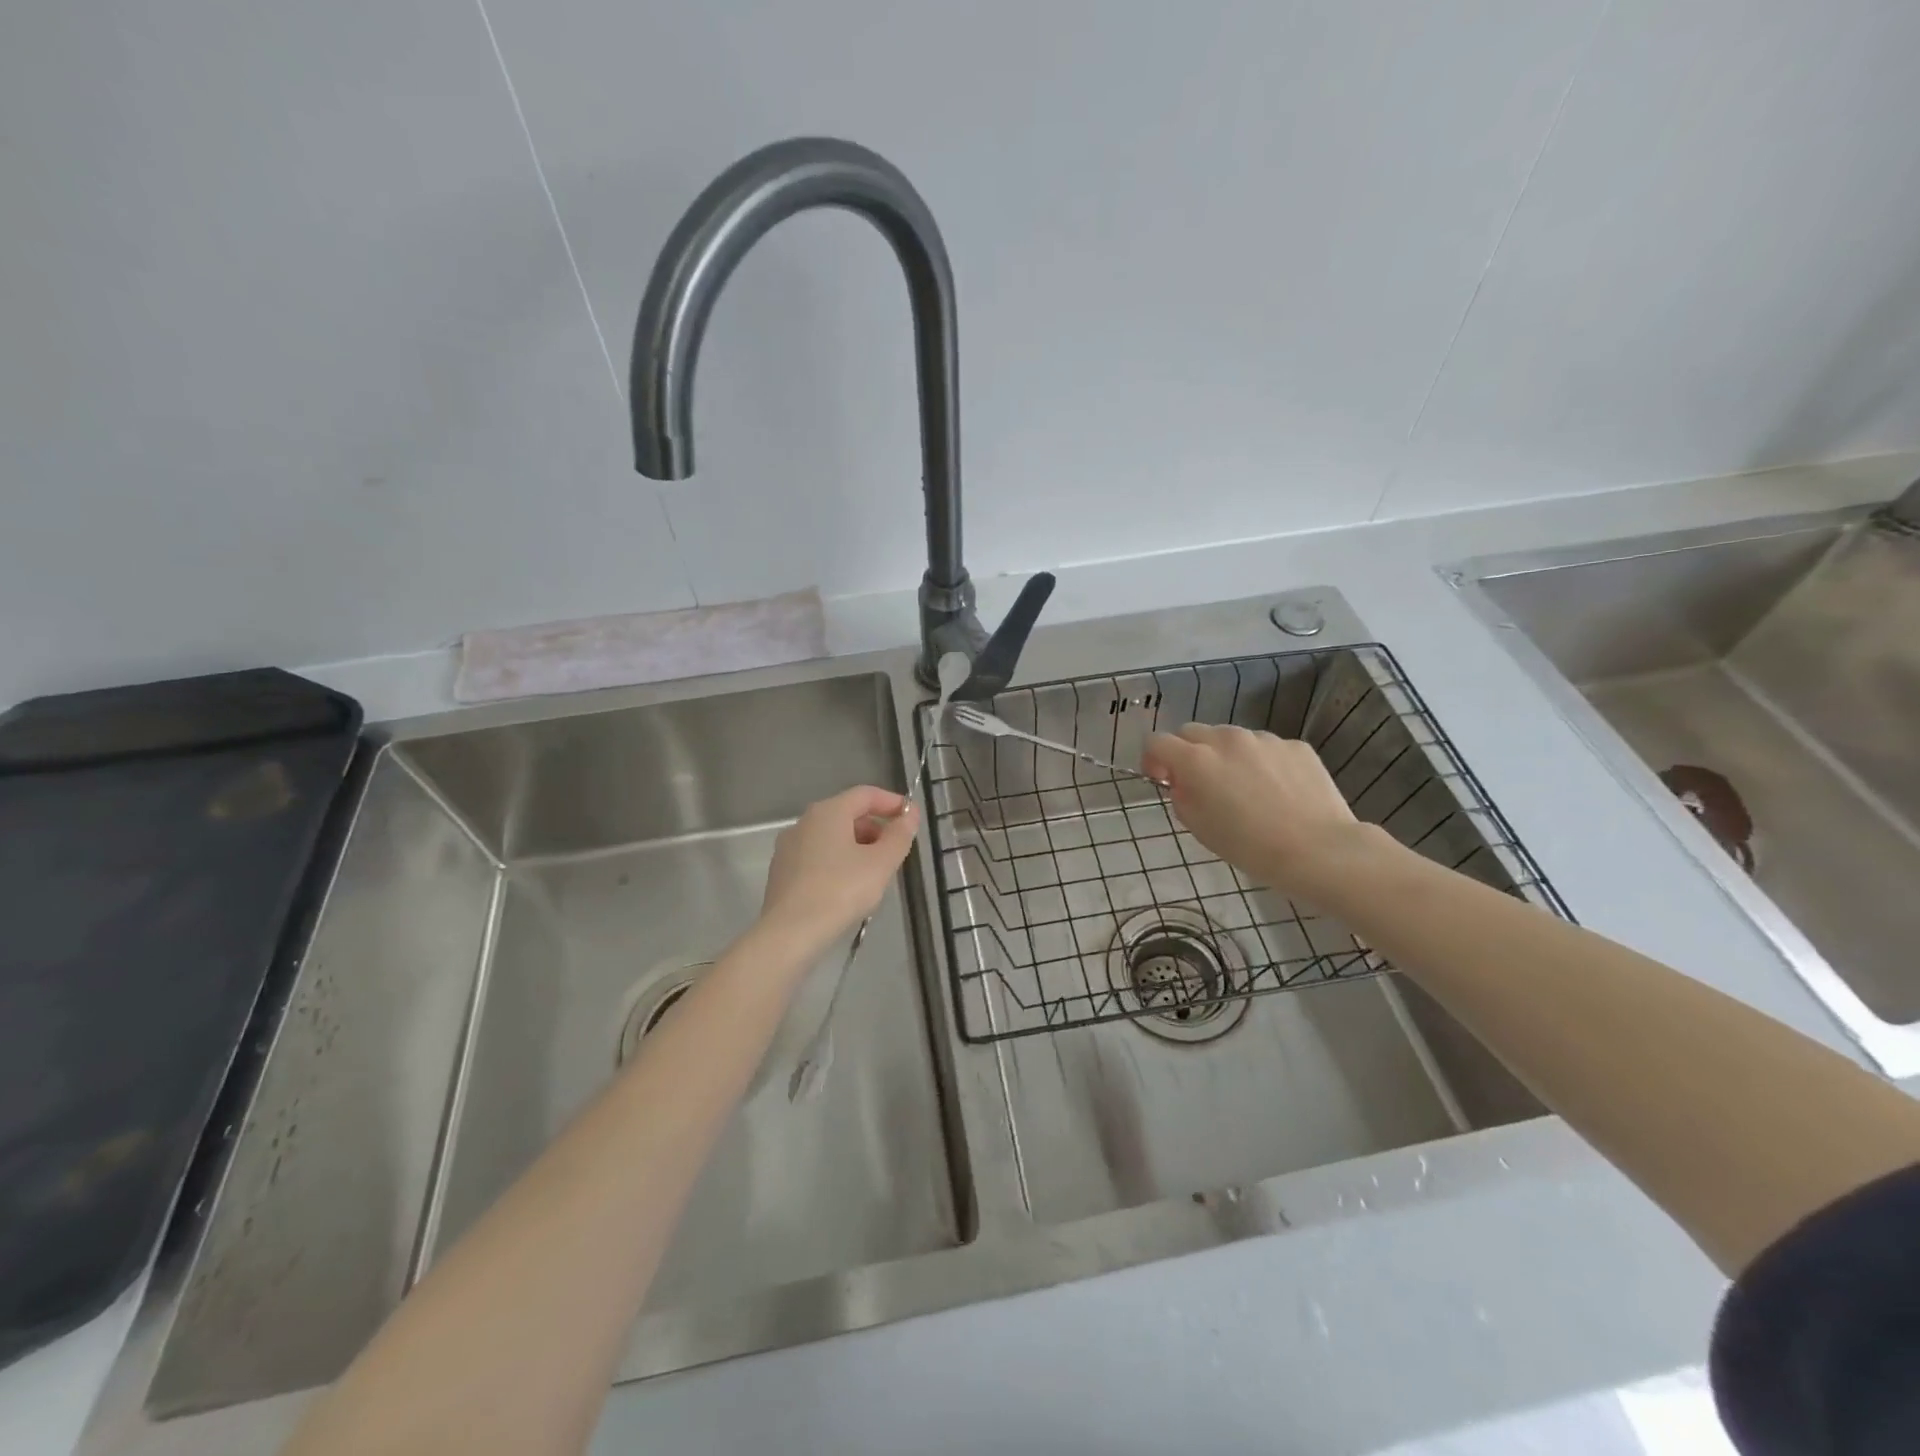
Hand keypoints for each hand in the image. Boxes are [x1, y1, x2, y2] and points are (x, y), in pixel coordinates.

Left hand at [759, 786, 917, 950]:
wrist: (790, 933)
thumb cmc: (840, 891)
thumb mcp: (881, 863)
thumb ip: (899, 835)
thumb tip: (910, 814)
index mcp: (828, 812)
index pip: (865, 794)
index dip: (892, 802)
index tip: (912, 818)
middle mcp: (804, 822)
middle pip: (847, 814)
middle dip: (875, 828)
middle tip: (895, 852)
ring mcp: (789, 847)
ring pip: (832, 837)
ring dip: (858, 847)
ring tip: (875, 873)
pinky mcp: (782, 872)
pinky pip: (817, 857)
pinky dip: (838, 863)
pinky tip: (848, 888)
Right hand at [1142, 724, 1370, 891]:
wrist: (1319, 850)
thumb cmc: (1250, 847)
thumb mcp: (1200, 829)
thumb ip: (1182, 798)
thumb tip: (1183, 783)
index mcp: (1196, 760)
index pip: (1157, 742)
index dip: (1152, 759)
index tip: (1162, 779)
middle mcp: (1227, 739)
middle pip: (1192, 732)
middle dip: (1187, 752)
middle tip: (1199, 783)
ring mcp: (1264, 739)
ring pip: (1231, 737)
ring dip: (1225, 755)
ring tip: (1244, 788)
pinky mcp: (1294, 745)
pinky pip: (1266, 748)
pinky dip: (1260, 762)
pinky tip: (1276, 791)